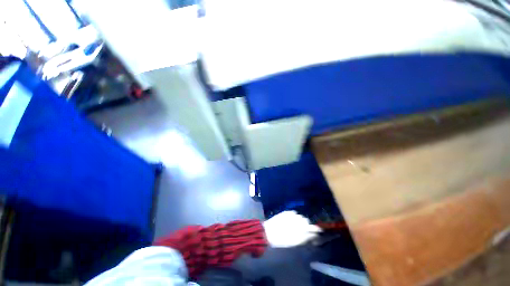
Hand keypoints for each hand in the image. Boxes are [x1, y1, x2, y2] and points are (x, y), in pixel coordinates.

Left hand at [263, 211, 321, 247]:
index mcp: (301, 227)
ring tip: (296, 226)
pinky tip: (291, 221)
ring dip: (300, 221)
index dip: (316, 230)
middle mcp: (298, 218)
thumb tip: (314, 236)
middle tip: (304, 231)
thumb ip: (306, 238)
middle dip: (307, 225)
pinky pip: (294, 213)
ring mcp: (291, 214)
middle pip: (306, 221)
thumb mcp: (295, 242)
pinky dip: (294, 217)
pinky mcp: (286, 212)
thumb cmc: (282, 240)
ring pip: (300, 216)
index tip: (318, 232)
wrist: (268, 232)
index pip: (313, 227)